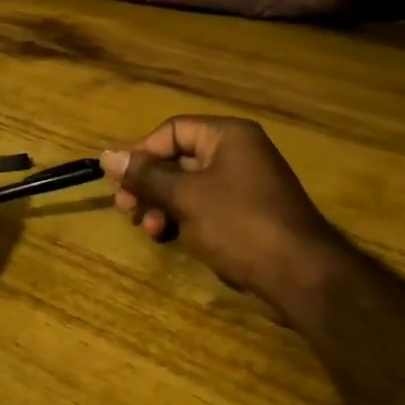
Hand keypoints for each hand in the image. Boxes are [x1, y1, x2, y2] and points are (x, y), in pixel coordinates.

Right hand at [101, 117, 337, 315]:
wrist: (298, 274)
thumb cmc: (238, 224)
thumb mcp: (185, 196)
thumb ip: (145, 175)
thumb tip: (106, 155)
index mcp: (227, 136)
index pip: (172, 130)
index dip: (142, 153)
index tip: (121, 182)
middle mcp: (236, 153)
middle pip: (177, 159)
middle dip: (148, 184)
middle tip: (125, 209)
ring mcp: (242, 186)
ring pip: (186, 187)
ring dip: (160, 205)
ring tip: (147, 229)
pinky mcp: (243, 215)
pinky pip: (202, 207)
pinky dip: (180, 218)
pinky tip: (166, 237)